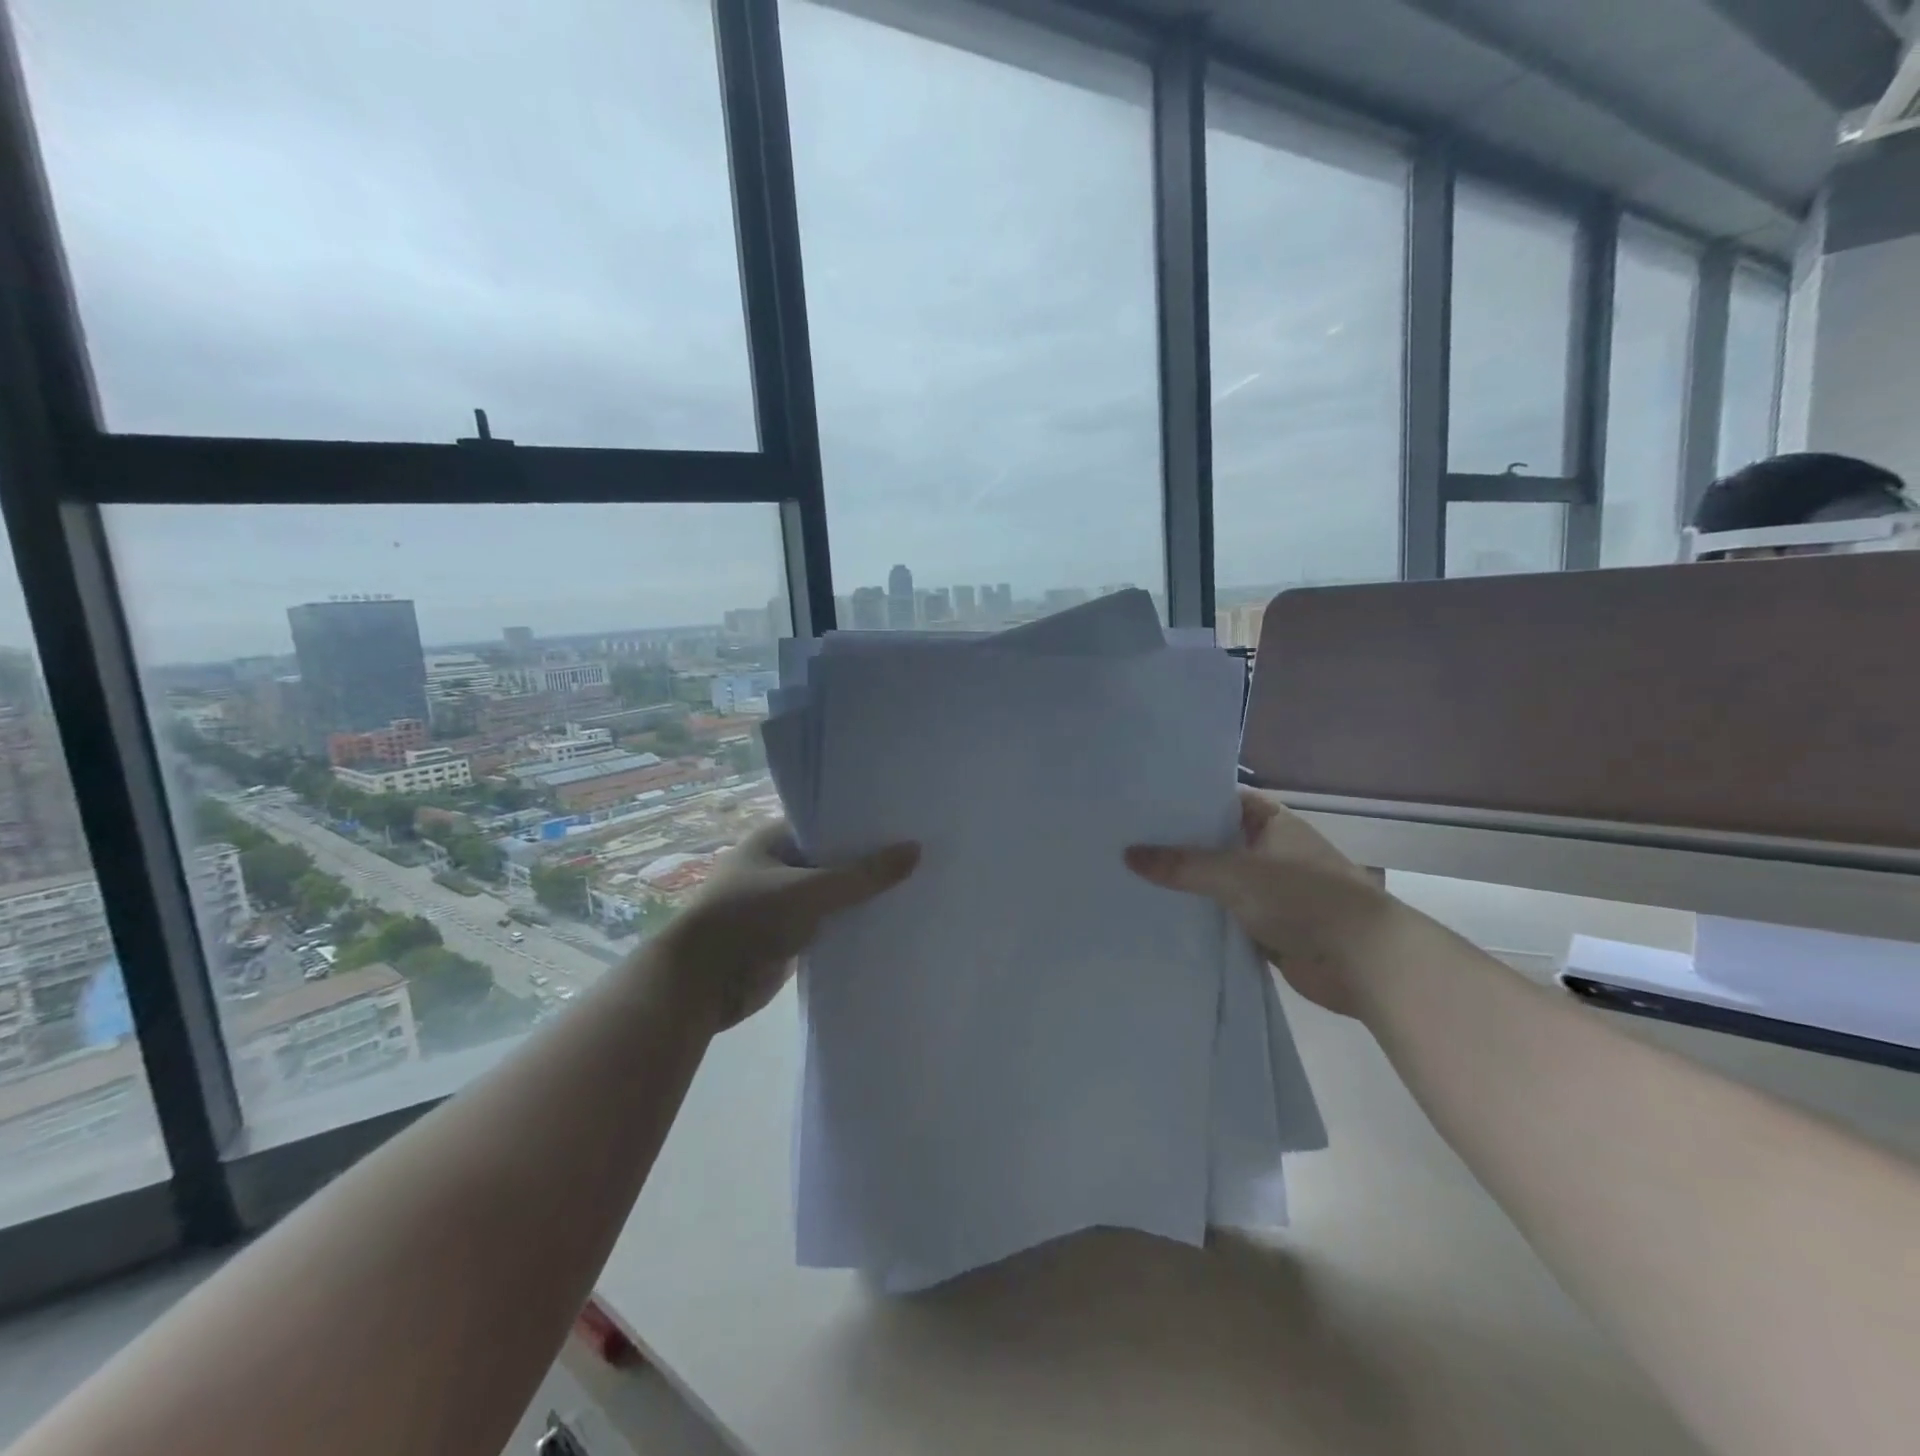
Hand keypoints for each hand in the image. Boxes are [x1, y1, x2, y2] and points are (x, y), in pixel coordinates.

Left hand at [660, 820, 918, 1030]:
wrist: (699, 985)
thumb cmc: (748, 920)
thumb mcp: (811, 891)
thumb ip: (863, 875)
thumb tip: (916, 850)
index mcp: (774, 838)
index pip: (828, 822)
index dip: (864, 823)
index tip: (906, 822)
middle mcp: (778, 865)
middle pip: (833, 858)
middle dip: (869, 861)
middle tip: (920, 853)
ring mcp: (782, 902)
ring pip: (832, 893)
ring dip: (861, 895)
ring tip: (915, 885)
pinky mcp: (788, 936)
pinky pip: (828, 924)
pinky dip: (851, 924)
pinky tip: (889, 922)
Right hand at [1125, 789, 1397, 1016]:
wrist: (1363, 961)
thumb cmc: (1303, 898)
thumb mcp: (1234, 874)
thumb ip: (1181, 865)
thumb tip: (1127, 854)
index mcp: (1273, 824)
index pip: (1224, 801)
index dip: (1190, 801)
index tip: (1147, 804)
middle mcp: (1272, 852)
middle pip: (1218, 843)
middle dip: (1180, 846)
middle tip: (1127, 840)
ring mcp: (1272, 891)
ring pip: (1220, 883)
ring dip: (1189, 885)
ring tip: (1134, 876)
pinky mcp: (1270, 928)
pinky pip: (1226, 916)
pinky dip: (1203, 918)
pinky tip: (1163, 916)